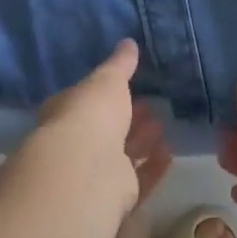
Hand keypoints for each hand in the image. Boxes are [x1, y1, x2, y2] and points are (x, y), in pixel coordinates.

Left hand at [32, 40, 172, 214]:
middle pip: (107, 129)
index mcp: (67, 112)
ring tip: (163, 124)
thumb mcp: (107, 79)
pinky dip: (153, 165)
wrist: (86, 170)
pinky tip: (169, 152)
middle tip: (151, 105)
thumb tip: (128, 42)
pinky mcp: (116, 195)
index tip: (130, 84)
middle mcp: (78, 143)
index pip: (86, 100)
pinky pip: (139, 177)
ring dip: (142, 140)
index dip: (107, 93)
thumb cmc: (91, 114)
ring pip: (123, 154)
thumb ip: (120, 64)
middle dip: (128, 117)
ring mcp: (95, 171)